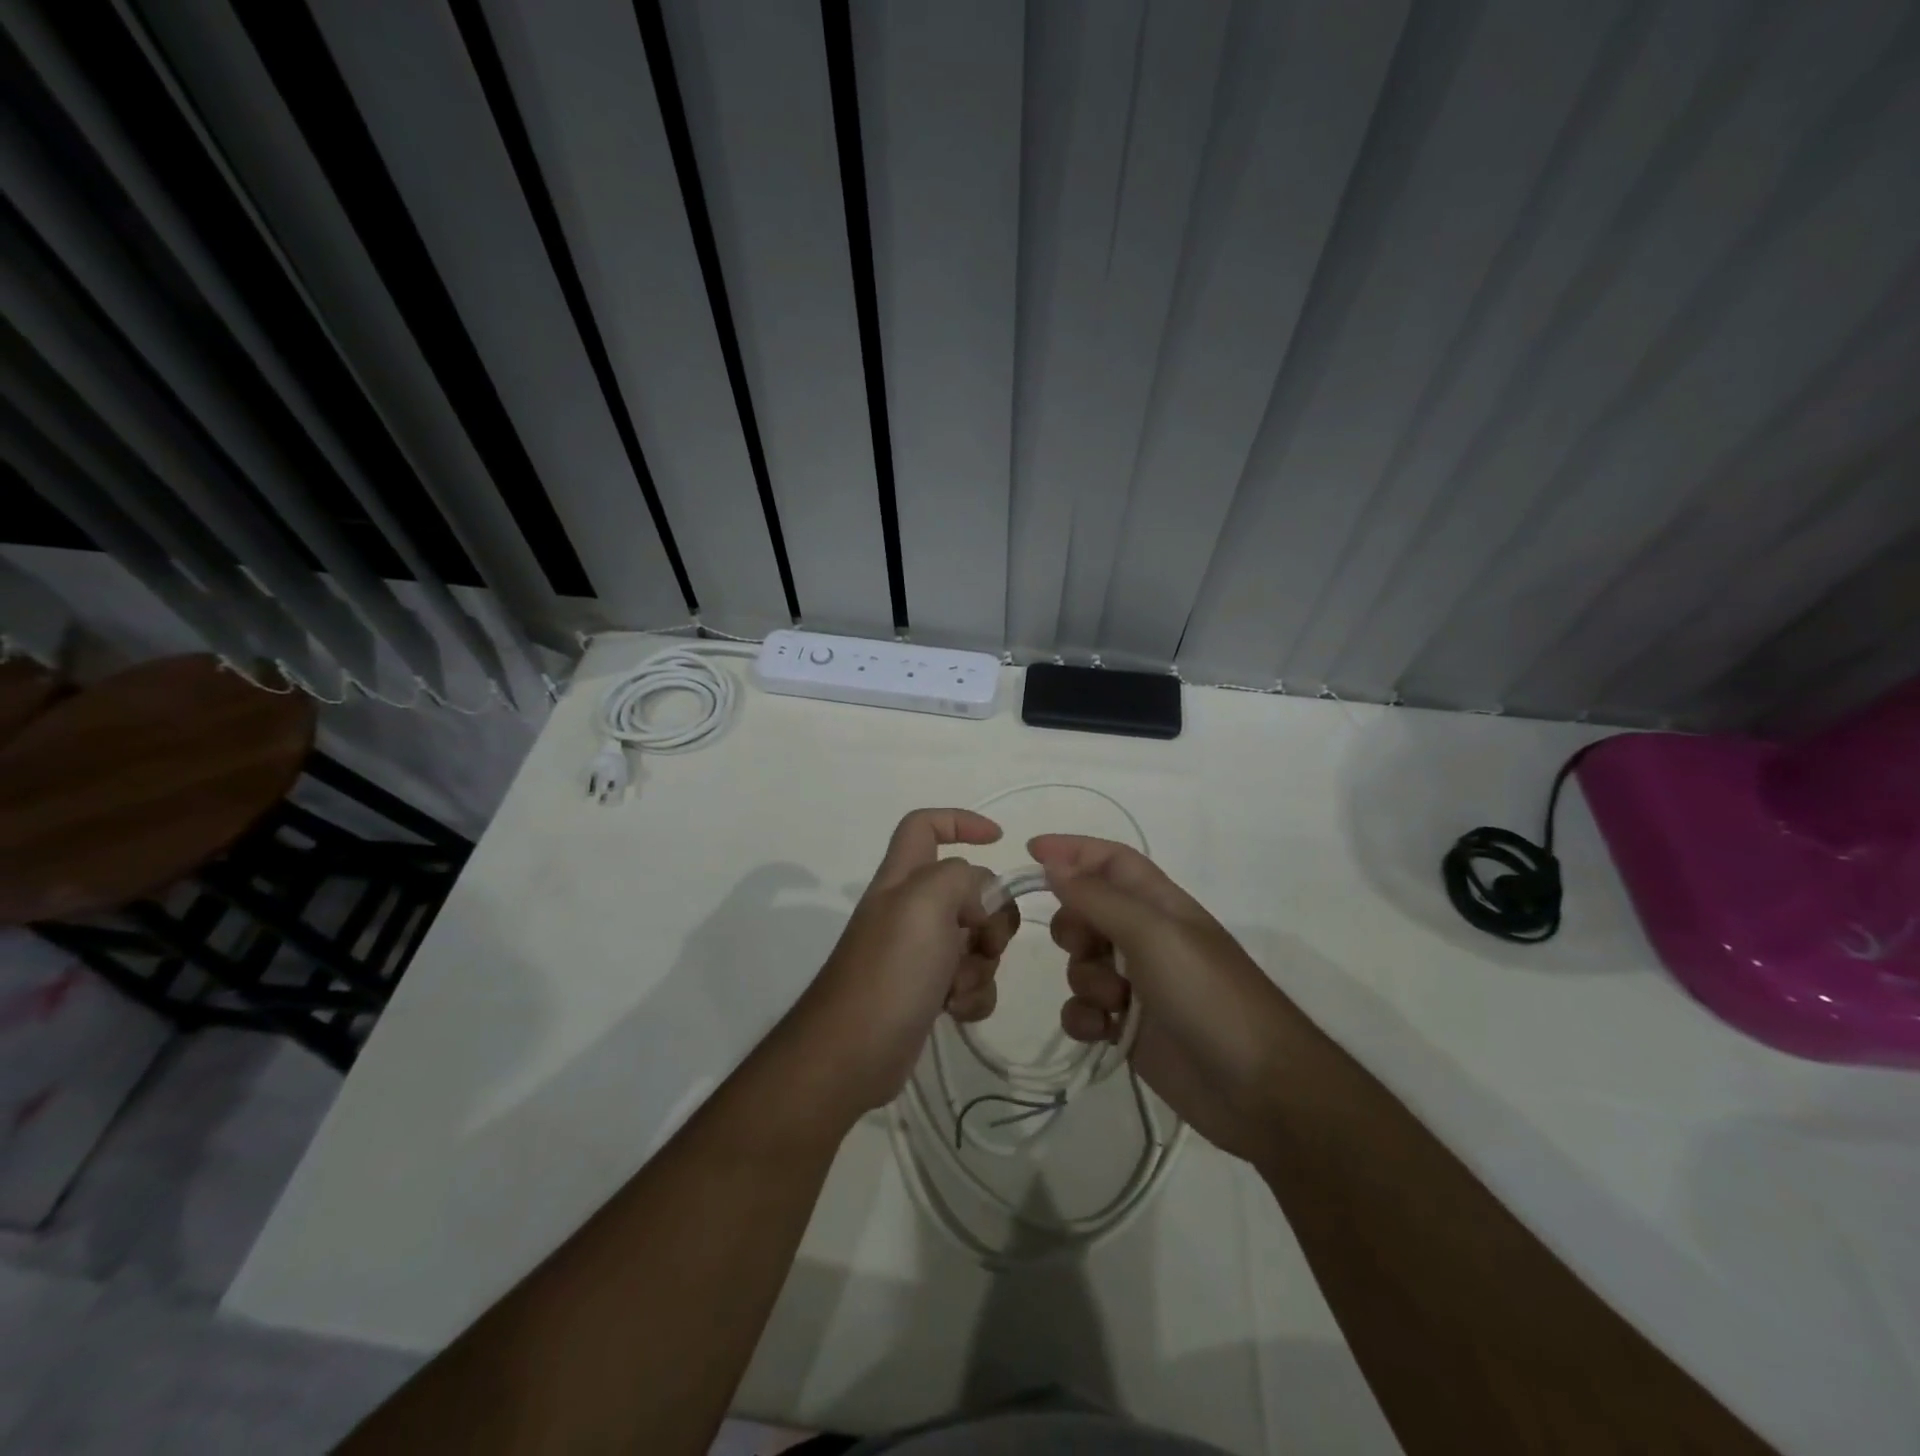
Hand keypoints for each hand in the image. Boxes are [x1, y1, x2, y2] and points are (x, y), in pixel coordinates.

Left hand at [795, 810, 1019, 1112]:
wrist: (852, 1054)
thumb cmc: (889, 970)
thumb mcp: (926, 903)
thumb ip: (964, 880)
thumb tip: (982, 902)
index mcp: (903, 878)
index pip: (925, 825)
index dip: (961, 821)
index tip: (999, 840)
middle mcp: (911, 910)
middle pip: (970, 891)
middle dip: (991, 915)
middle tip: (983, 939)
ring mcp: (920, 953)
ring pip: (977, 940)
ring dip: (982, 964)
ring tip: (956, 986)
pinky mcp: (928, 992)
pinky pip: (972, 981)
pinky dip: (974, 995)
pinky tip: (956, 1011)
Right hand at [1031, 834, 1306, 1165]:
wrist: (1258, 1090)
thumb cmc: (1208, 995)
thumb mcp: (1152, 934)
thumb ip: (1098, 898)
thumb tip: (1053, 863)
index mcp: (1159, 904)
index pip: (1110, 860)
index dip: (1073, 850)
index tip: (1030, 854)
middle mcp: (1146, 938)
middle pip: (1087, 910)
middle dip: (1072, 925)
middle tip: (1083, 946)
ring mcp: (1137, 985)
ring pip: (1082, 963)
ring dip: (1083, 978)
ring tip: (1112, 1002)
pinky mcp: (1129, 1028)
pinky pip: (1084, 1009)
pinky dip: (1084, 1017)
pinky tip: (1103, 1032)